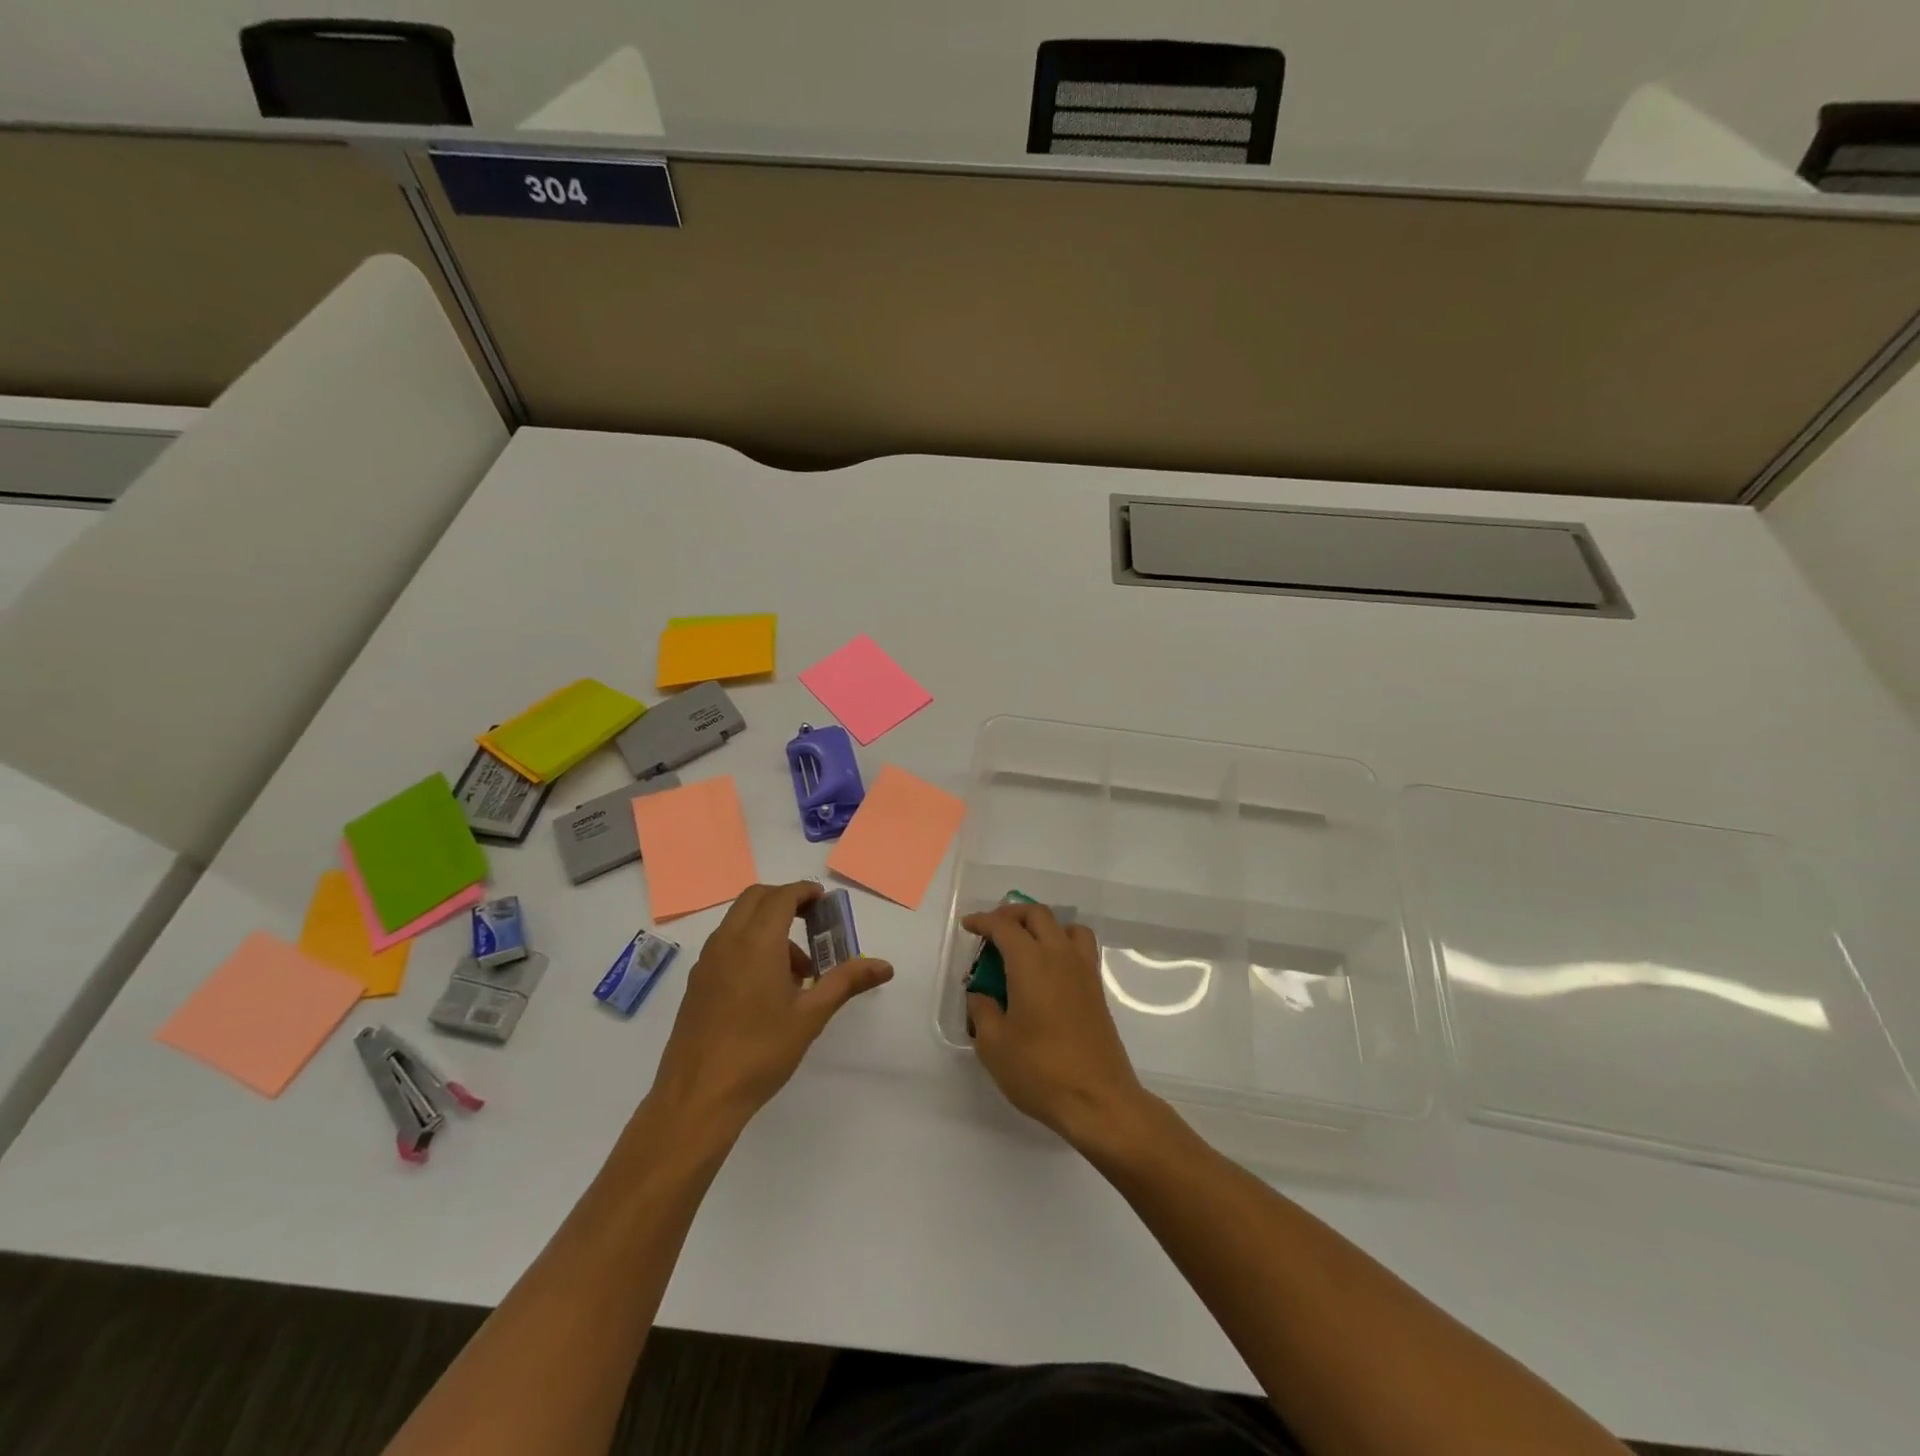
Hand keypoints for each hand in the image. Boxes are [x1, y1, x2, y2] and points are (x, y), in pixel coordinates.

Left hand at [651, 882, 892, 1128]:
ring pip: (738, 920)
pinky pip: (726, 944)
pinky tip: (767, 987)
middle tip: (812, 922)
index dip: (804, 892)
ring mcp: (707, 961)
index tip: (824, 902)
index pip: (781, 896)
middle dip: (785, 900)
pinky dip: (749, 944)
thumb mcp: (811, 1016)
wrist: (698, 1097)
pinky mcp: (696, 982)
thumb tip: (885, 966)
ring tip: (797, 969)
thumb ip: (847, 982)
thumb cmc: (760, 1052)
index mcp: (757, 942)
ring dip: (767, 925)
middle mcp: (727, 941)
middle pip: (755, 898)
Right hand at [964, 902, 1148, 1147]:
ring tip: (1025, 944)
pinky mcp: (1097, 990)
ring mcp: (1084, 972)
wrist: (1098, 1100)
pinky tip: (1048, 970)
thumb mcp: (994, 1045)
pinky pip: (1080, 948)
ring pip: (1066, 926)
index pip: (1004, 927)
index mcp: (1031, 963)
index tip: (968, 925)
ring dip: (1042, 925)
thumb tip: (981, 995)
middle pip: (1038, 915)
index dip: (983, 921)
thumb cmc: (1040, 1071)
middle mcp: (1060, 956)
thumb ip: (982, 1011)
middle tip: (992, 930)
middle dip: (1012, 914)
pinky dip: (1062, 943)